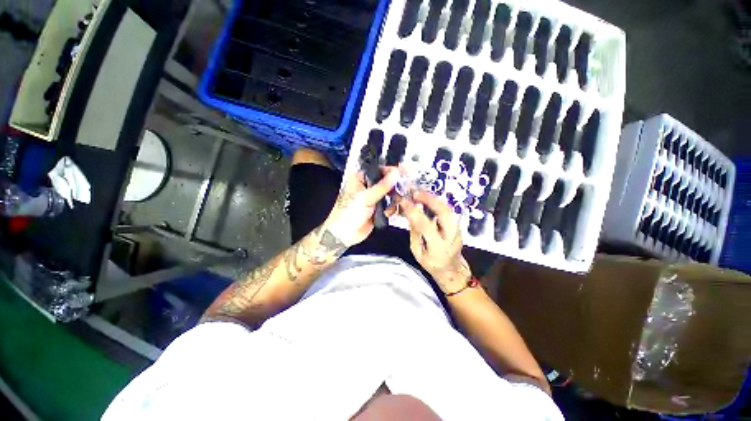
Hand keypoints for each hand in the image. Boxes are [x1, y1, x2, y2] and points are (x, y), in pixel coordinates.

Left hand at [324, 168, 399, 246]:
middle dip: (394, 188)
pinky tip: (387, 214)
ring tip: (391, 206)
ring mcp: (373, 197)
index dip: (390, 171)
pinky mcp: (378, 208)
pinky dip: (391, 208)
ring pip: (390, 193)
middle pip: (386, 181)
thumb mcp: (366, 197)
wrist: (345, 234)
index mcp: (360, 178)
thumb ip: (382, 186)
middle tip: (400, 193)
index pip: (378, 169)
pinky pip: (389, 204)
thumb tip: (396, 173)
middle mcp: (368, 185)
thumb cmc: (350, 212)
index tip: (402, 174)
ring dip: (393, 200)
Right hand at [400, 191, 471, 292]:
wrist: (452, 269)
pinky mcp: (457, 225)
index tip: (404, 202)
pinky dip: (437, 202)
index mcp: (439, 247)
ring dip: (433, 198)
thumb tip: (410, 214)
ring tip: (420, 193)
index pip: (425, 225)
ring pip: (448, 208)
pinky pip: (448, 210)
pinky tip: (428, 199)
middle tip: (415, 193)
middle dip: (429, 199)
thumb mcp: (417, 252)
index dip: (414, 212)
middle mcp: (451, 236)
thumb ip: (415, 233)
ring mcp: (457, 229)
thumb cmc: (432, 264)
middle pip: (444, 212)